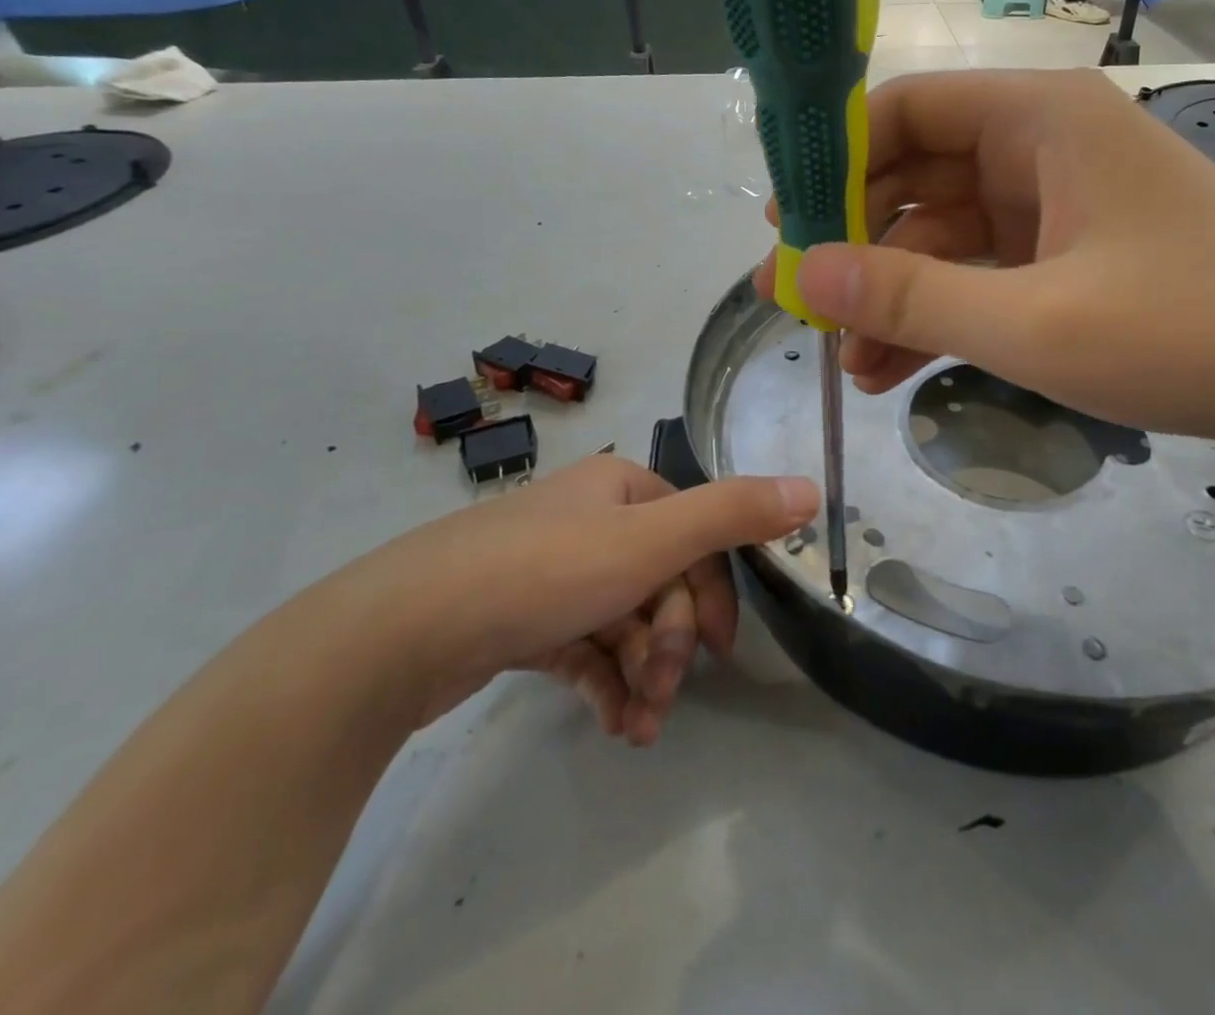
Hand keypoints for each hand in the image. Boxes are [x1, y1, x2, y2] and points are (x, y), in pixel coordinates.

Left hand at [340, 455, 816, 743]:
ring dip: (641, 675)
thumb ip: (733, 514)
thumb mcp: (651, 540)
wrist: (403, 630)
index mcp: (620, 488)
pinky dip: (603, 684)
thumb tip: (811, 488)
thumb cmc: (543, 571)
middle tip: (662, 694)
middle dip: (670, 644)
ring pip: (622, 622)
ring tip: (637, 727)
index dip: (713, 593)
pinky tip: (610, 724)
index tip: (721, 652)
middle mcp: (588, 519)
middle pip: (658, 582)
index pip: (693, 535)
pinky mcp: (520, 619)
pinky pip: (583, 648)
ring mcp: (550, 571)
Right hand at [752, 69, 1214, 450]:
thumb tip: (802, 274)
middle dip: (854, 243)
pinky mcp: (1067, 258)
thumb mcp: (1035, 322)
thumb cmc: (1191, 330)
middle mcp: (1041, 147)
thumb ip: (912, 297)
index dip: (834, 161)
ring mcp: (1055, 206)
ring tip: (842, 359)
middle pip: (915, 177)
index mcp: (1038, 119)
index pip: (904, 111)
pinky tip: (892, 372)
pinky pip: (979, 276)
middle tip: (796, 302)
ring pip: (942, 237)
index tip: (784, 224)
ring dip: (892, 295)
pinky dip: (937, 317)